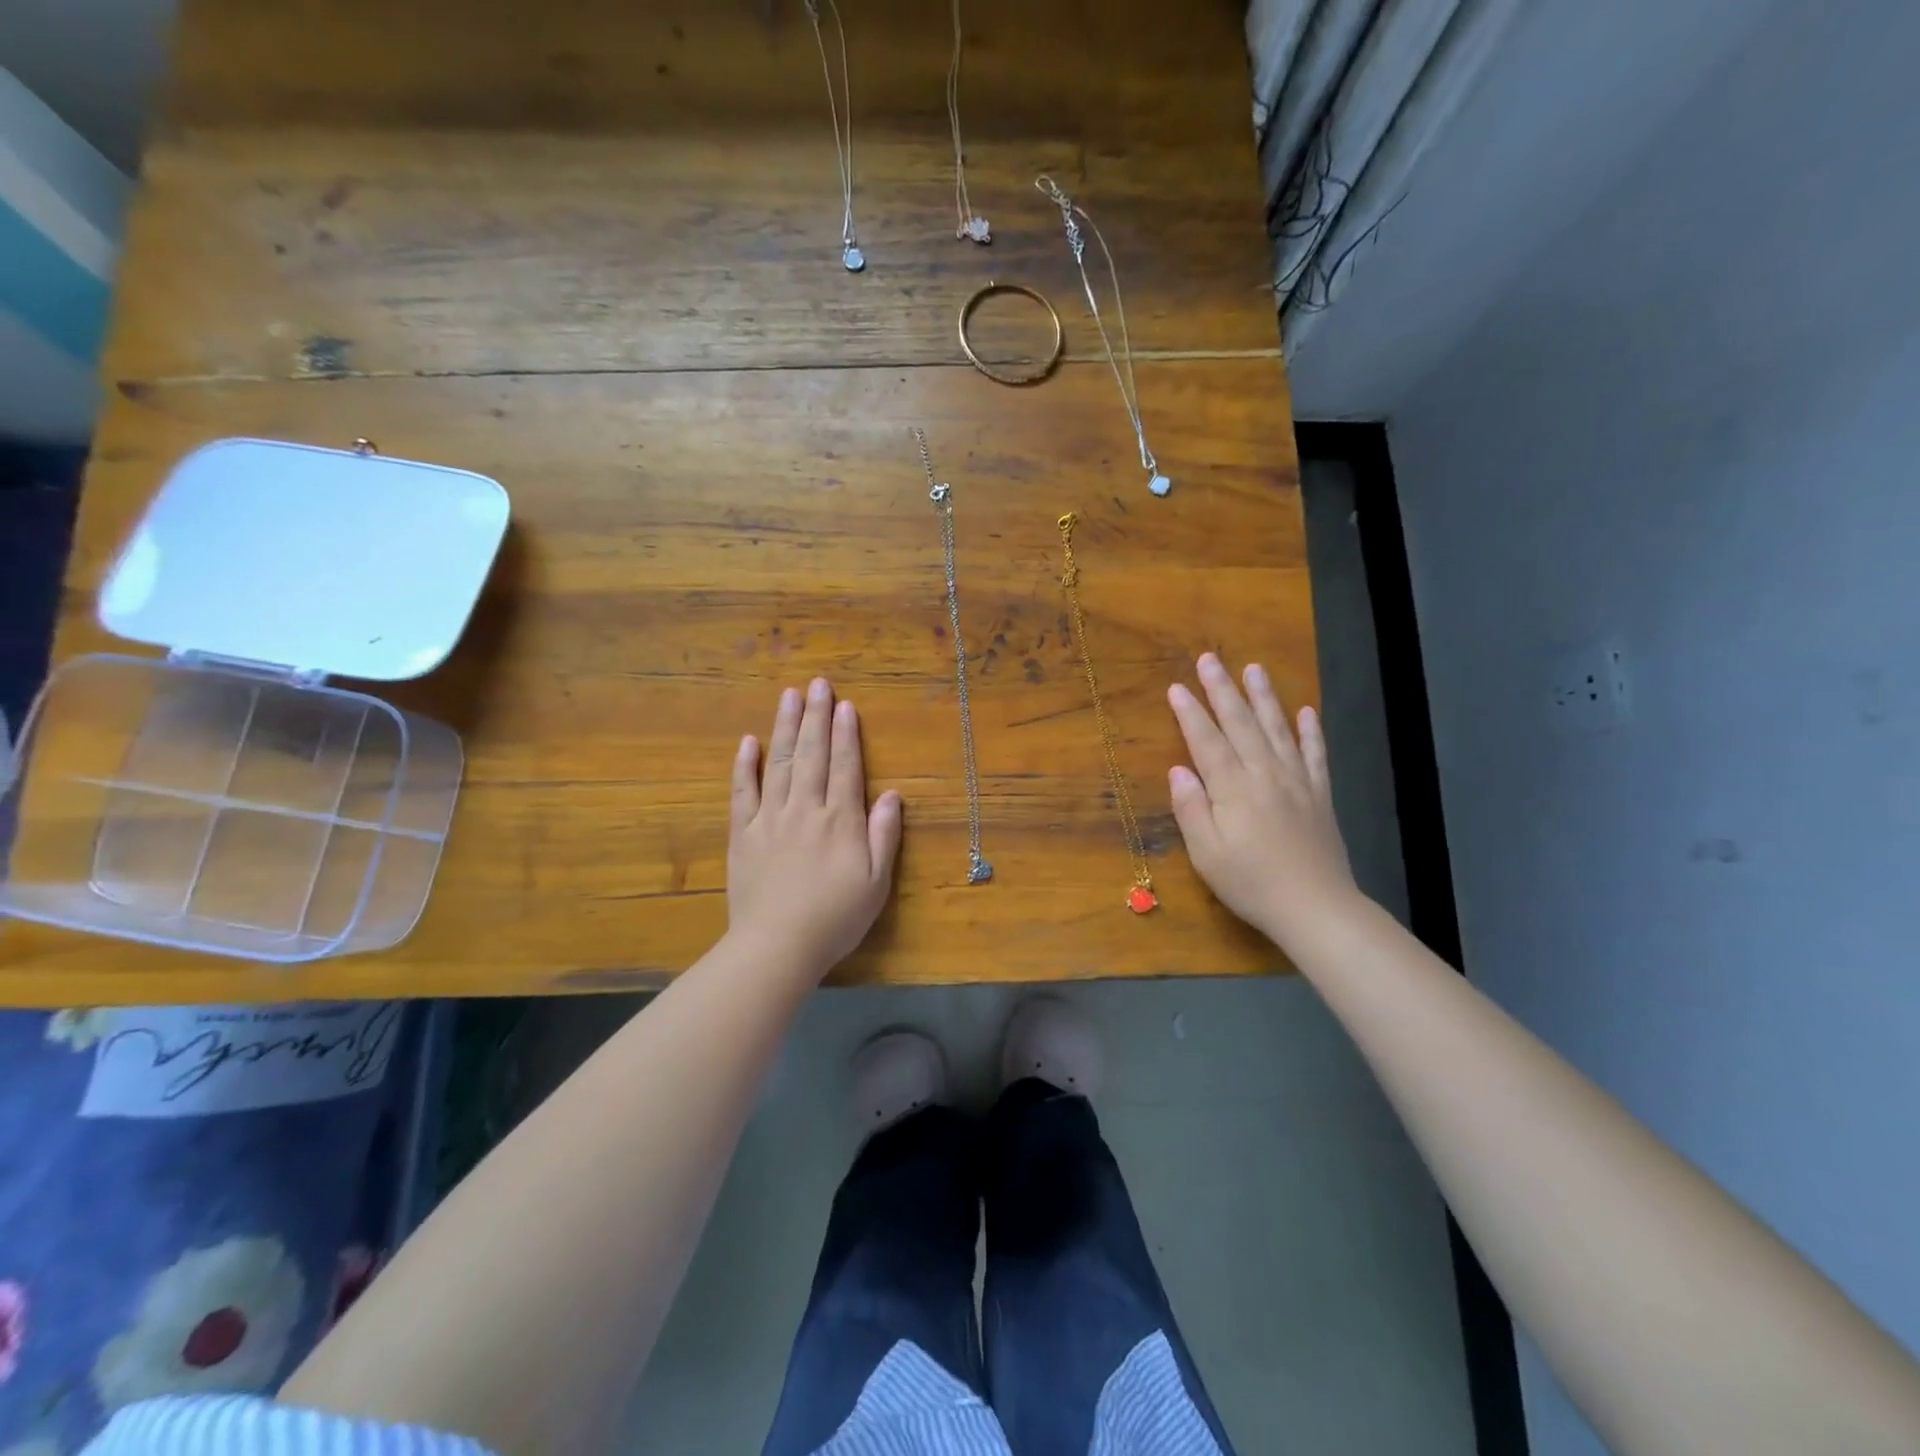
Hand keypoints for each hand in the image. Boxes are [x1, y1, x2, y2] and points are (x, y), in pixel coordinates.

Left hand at [727, 678, 902, 974]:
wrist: (777, 946)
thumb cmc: (835, 918)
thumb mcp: (876, 882)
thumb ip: (884, 835)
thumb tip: (891, 794)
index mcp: (840, 820)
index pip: (845, 766)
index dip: (846, 734)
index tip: (845, 705)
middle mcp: (806, 809)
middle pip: (812, 754)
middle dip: (816, 716)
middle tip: (818, 684)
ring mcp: (770, 818)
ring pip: (779, 763)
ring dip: (785, 727)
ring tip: (789, 696)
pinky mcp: (743, 833)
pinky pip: (743, 792)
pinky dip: (745, 765)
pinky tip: (748, 741)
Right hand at [1166, 654, 1360, 950]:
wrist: (1315, 907)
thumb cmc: (1251, 883)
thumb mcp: (1207, 854)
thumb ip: (1191, 809)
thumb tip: (1178, 770)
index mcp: (1233, 789)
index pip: (1207, 742)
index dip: (1190, 714)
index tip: (1176, 687)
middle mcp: (1265, 775)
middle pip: (1241, 725)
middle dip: (1222, 690)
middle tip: (1210, 659)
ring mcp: (1296, 782)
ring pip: (1277, 729)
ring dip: (1264, 698)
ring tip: (1253, 668)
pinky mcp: (1319, 795)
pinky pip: (1315, 755)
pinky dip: (1310, 731)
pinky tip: (1305, 711)